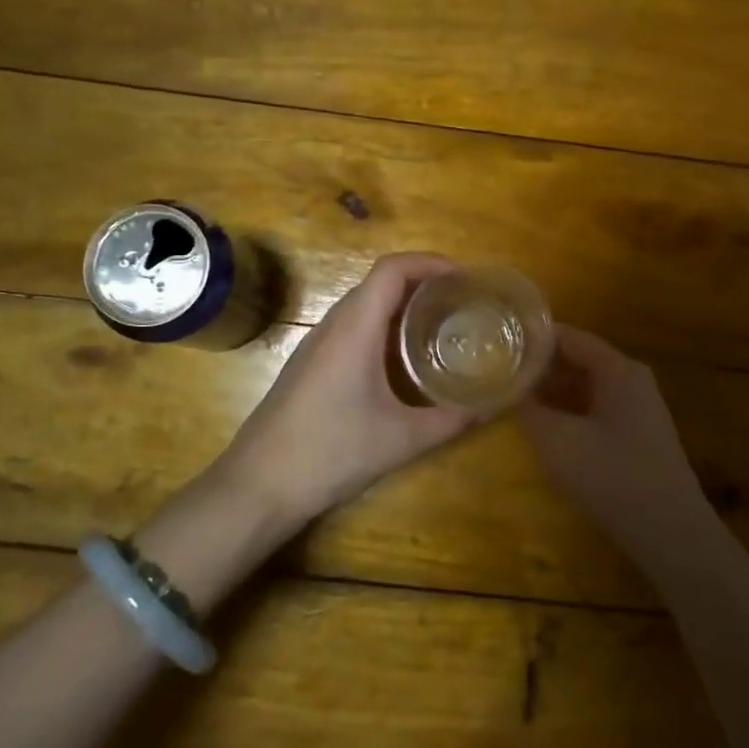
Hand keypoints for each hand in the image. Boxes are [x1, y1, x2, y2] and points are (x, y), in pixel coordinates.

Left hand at [217, 253, 481, 523]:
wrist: (258, 486)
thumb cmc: (331, 452)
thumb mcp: (401, 439)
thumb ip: (450, 420)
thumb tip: (490, 406)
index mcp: (355, 328)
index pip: (392, 268)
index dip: (429, 262)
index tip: (464, 278)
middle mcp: (333, 325)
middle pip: (379, 282)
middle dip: (422, 282)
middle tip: (461, 302)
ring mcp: (316, 345)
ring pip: (363, 306)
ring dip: (401, 305)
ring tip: (439, 325)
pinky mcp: (309, 365)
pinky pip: (351, 328)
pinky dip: (382, 327)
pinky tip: (401, 360)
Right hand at [519, 326, 717, 569]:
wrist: (670, 533)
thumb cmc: (613, 478)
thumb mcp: (558, 442)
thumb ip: (528, 409)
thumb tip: (505, 389)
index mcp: (618, 369)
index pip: (568, 336)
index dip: (531, 338)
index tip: (496, 342)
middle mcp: (631, 379)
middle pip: (578, 358)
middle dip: (538, 365)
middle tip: (497, 370)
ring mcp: (637, 407)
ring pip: (585, 385)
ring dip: (551, 390)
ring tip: (512, 395)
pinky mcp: (637, 434)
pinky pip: (595, 407)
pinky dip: (568, 409)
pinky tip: (543, 425)